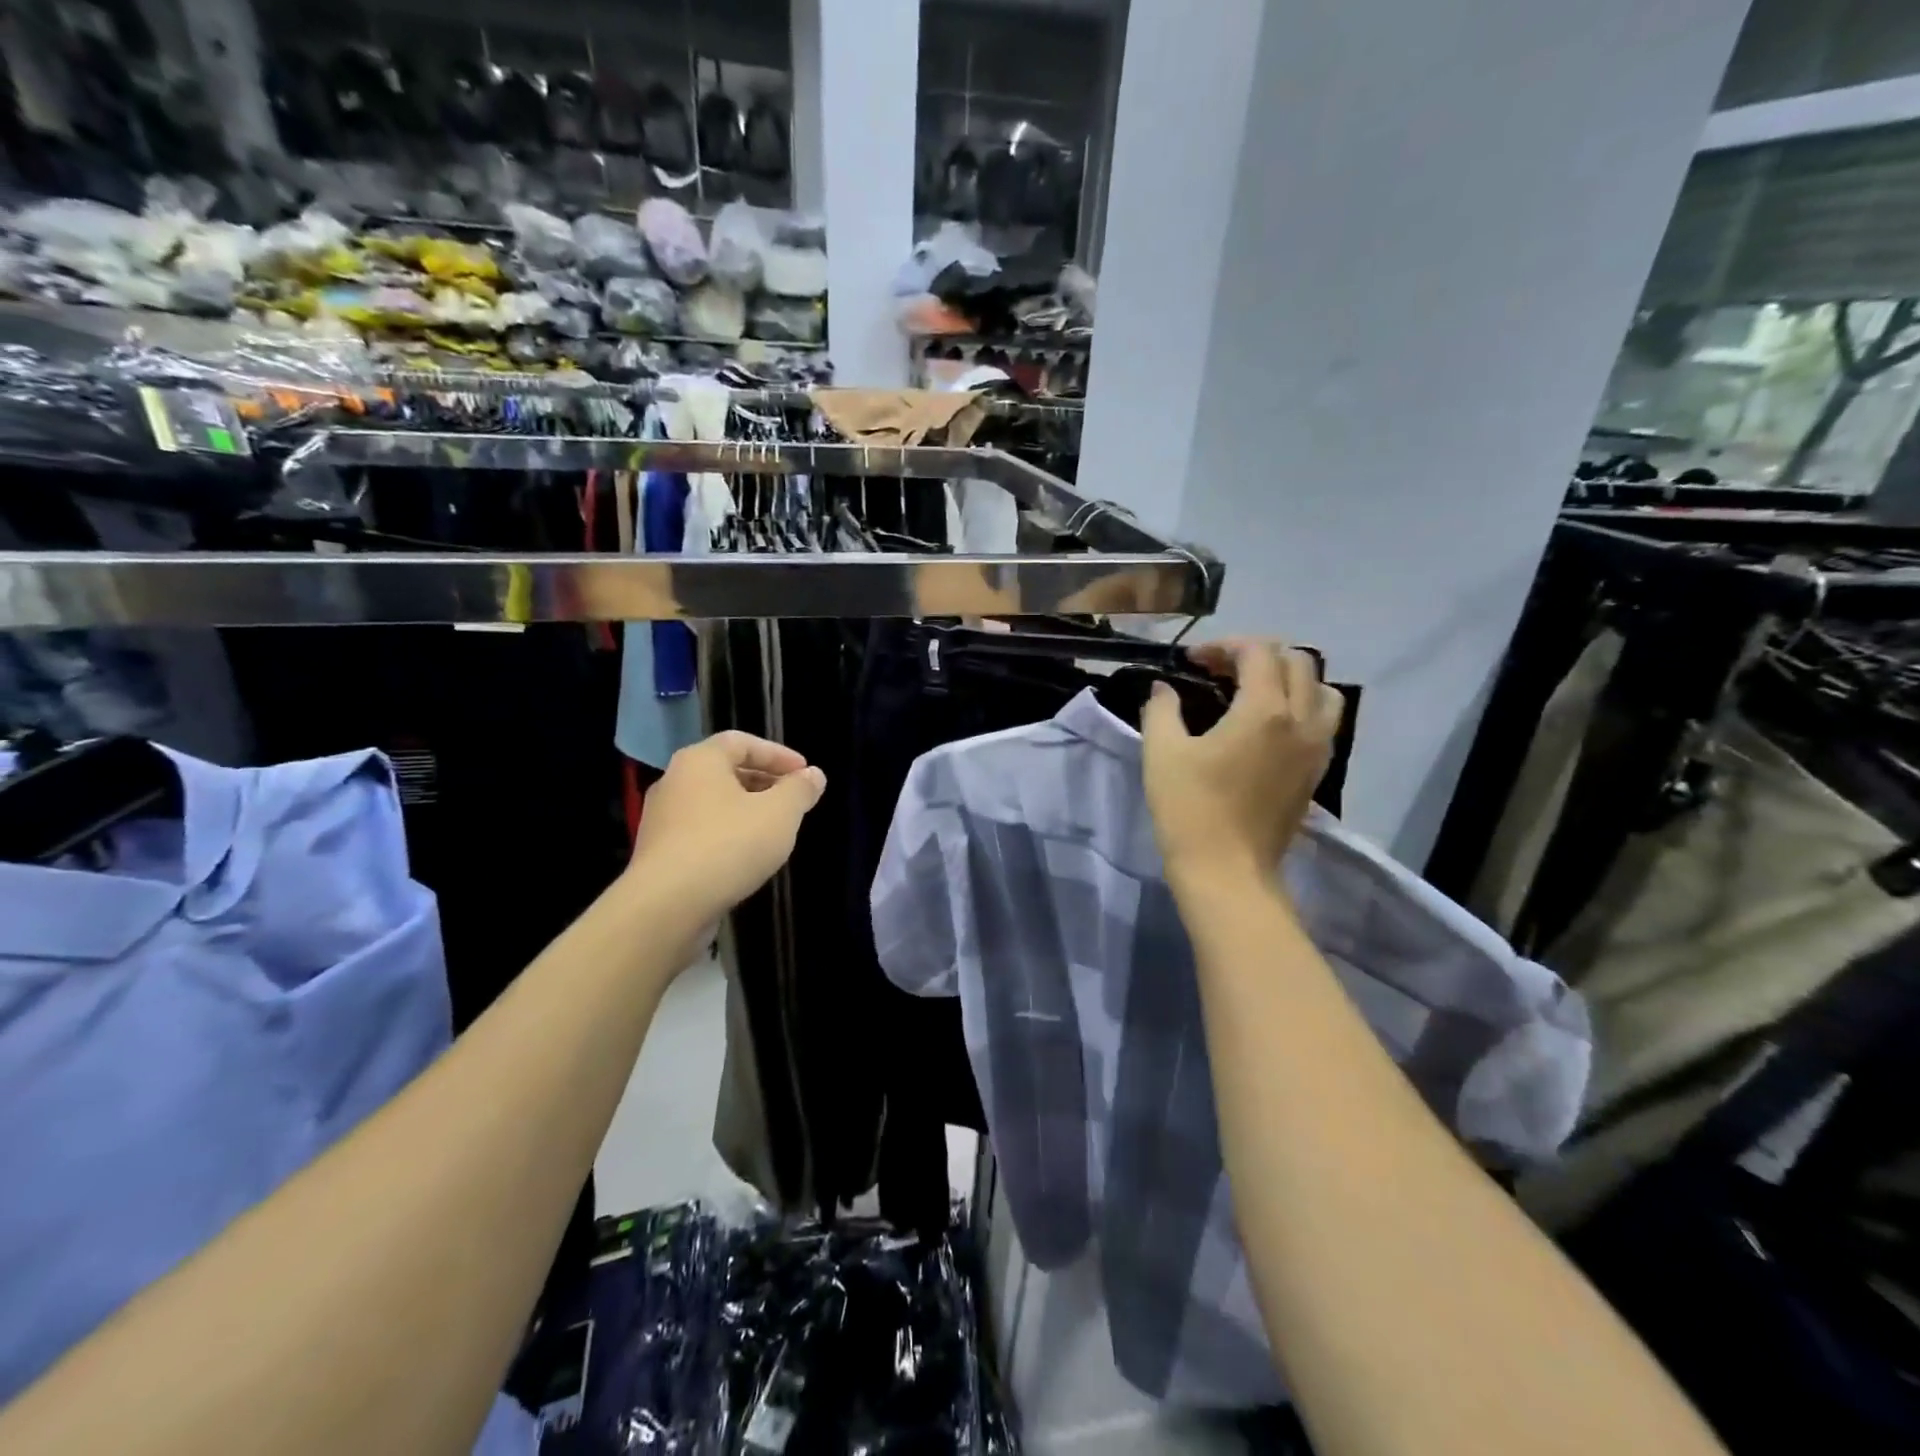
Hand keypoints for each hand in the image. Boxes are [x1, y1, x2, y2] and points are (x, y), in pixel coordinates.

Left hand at [629, 731, 826, 914]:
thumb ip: (800, 790)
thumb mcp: (780, 813)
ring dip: (746, 810)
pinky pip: (700, 832)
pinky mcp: (659, 853)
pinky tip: (747, 856)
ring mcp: (661, 819)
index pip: (742, 742)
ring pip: (713, 803)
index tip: (804, 773)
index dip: (778, 754)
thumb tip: (813, 775)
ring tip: (775, 829)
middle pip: (725, 771)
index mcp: (700, 760)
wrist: (666, 906)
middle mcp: (674, 781)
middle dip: (764, 782)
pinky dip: (727, 834)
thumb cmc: (728, 845)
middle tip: (793, 800)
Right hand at [1141, 641, 1344, 886]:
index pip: (1258, 651)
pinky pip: (1323, 722)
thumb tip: (1163, 689)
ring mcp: (1316, 749)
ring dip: (1289, 679)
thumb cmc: (1190, 809)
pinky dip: (1301, 707)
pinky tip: (1268, 726)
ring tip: (1254, 693)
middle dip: (1257, 655)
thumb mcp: (1162, 752)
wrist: (1227, 872)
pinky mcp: (1317, 773)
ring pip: (1322, 690)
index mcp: (1265, 710)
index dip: (1223, 646)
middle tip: (1220, 671)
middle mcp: (1302, 721)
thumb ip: (1162, 709)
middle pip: (1297, 661)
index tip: (1191, 661)